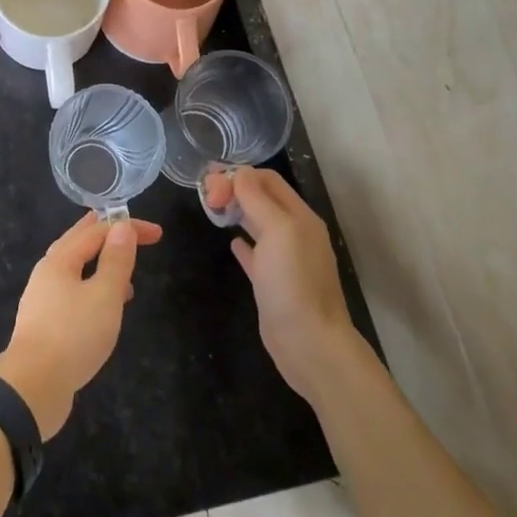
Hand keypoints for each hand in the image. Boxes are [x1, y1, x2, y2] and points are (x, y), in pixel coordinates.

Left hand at [0, 212, 162, 439]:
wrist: (33, 387)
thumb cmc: (73, 335)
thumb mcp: (104, 295)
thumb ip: (116, 261)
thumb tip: (122, 227)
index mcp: (59, 260)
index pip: (96, 232)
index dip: (126, 228)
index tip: (157, 234)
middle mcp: (46, 274)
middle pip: (77, 244)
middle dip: (104, 235)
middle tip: (126, 229)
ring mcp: (42, 300)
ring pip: (74, 270)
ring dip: (99, 264)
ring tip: (125, 274)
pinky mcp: (45, 326)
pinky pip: (72, 294)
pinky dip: (92, 288)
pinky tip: (105, 309)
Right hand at [205, 168, 366, 402]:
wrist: (309, 343)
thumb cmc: (293, 282)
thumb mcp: (277, 230)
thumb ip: (256, 198)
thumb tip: (237, 173)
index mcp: (300, 216)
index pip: (267, 180)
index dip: (239, 176)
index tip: (211, 187)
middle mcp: (295, 233)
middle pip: (262, 198)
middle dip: (235, 190)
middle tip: (207, 197)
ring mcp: (285, 259)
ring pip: (258, 223)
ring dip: (237, 212)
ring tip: (212, 210)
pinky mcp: (274, 282)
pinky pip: (256, 253)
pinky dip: (243, 242)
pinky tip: (231, 242)